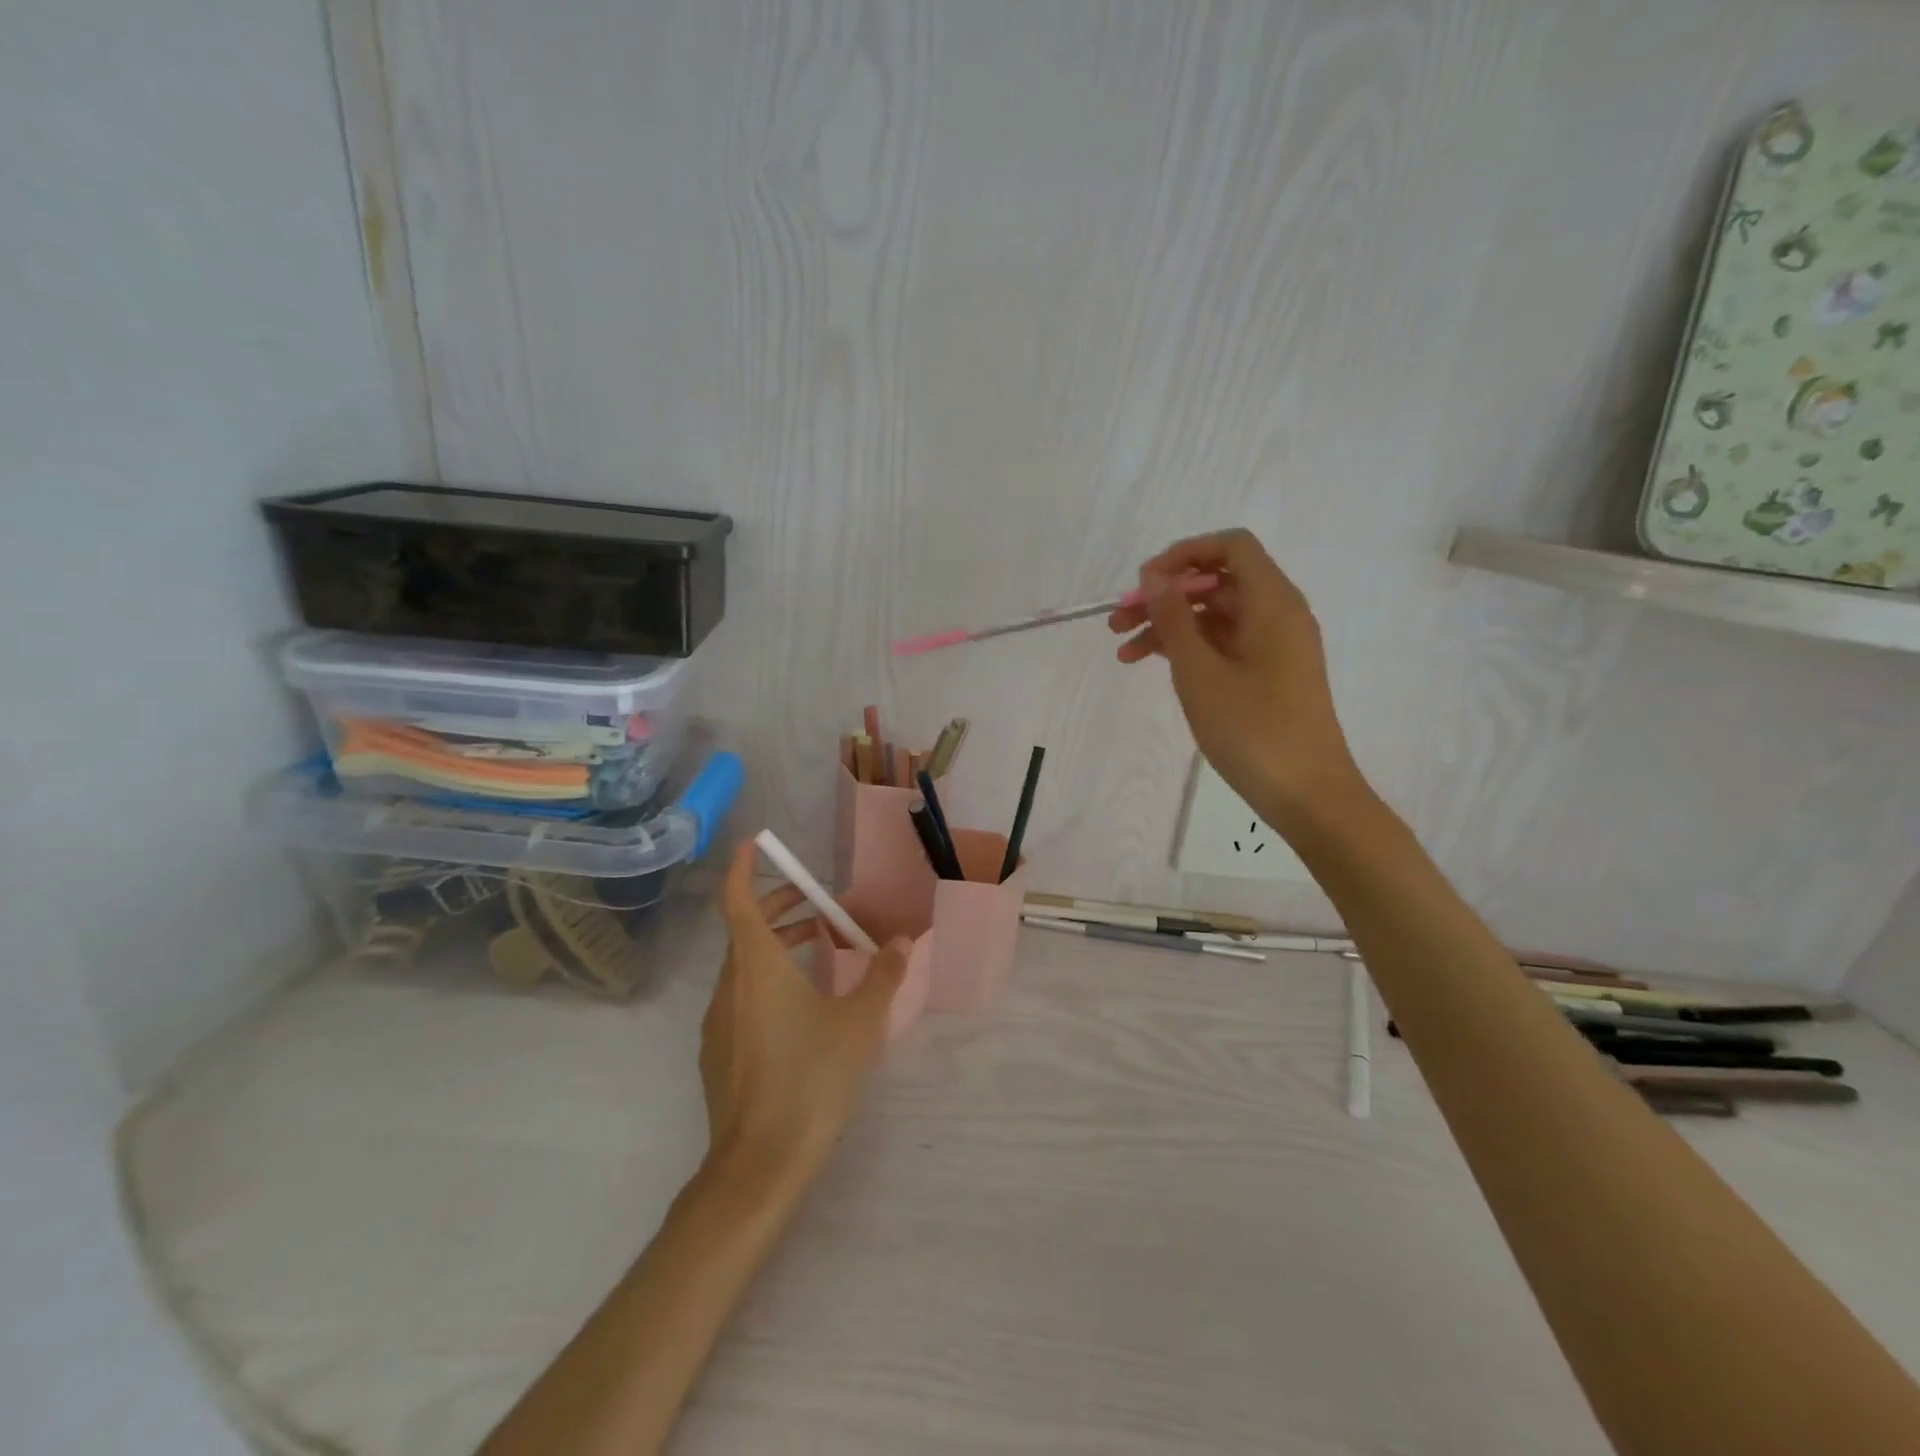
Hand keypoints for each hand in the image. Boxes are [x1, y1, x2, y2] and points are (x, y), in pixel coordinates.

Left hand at [701, 839, 911, 1190]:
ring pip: (745, 965)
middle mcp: (729, 986)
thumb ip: (883, 976)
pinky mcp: (719, 1052)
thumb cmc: (811, 1079)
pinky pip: (742, 997)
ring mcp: (718, 1022)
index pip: (738, 901)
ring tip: (824, 951)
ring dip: (780, 946)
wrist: (759, 1165)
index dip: (744, 868)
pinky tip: (803, 1007)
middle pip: (746, 930)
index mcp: (756, 968)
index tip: (756, 844)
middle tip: (821, 905)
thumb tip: (903, 941)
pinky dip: (769, 980)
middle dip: (781, 908)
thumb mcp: (860, 1023)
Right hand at [1109, 529, 1365, 828]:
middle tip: (1117, 622)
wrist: (1307, 794)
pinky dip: (1188, 651)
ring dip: (1168, 627)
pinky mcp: (1267, 674)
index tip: (1143, 582)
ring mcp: (1274, 646)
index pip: (1231, 547)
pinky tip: (1152, 667)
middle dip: (1164, 596)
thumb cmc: (1253, 730)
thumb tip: (1154, 578)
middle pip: (1216, 583)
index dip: (1184, 554)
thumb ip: (1174, 620)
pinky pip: (1223, 645)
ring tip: (1122, 653)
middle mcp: (1278, 615)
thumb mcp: (1200, 673)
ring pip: (1214, 617)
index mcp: (1273, 603)